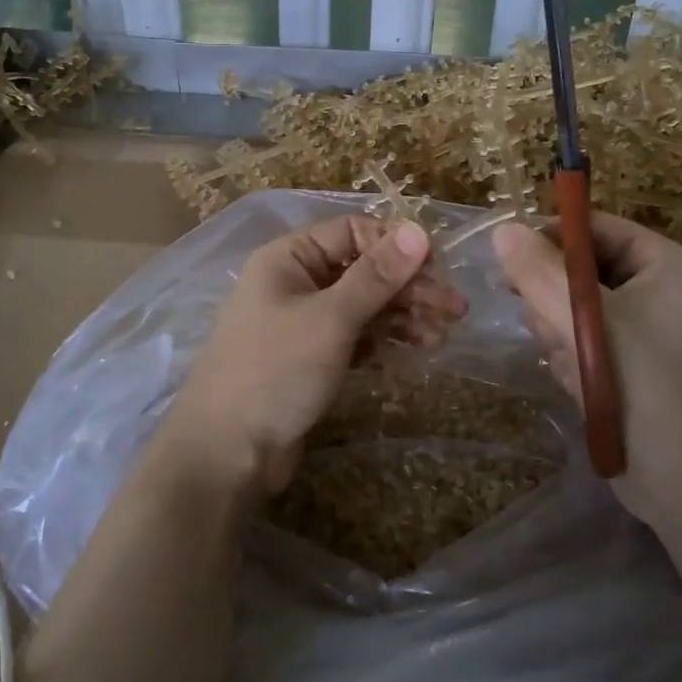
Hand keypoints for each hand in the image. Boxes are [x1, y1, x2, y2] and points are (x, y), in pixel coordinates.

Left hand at [159, 217, 465, 498]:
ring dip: (404, 317)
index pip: (352, 232)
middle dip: (408, 288)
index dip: (396, 245)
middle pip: (363, 271)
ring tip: (443, 335)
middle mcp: (296, 283)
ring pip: (364, 307)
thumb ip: (376, 276)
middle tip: (455, 310)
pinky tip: (417, 351)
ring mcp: (304, 323)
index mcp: (289, 258)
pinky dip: (385, 342)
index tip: (438, 269)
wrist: (227, 452)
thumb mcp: (330, 319)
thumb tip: (418, 229)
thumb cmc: (274, 371)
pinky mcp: (312, 359)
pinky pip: (356, 338)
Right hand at [493, 213, 681, 525]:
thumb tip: (502, 230)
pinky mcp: (629, 362)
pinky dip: (570, 356)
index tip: (509, 262)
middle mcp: (659, 289)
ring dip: (559, 330)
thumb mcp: (590, 324)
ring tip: (570, 363)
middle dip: (554, 298)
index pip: (595, 228)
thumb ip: (541, 274)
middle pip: (580, 267)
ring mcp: (645, 328)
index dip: (551, 238)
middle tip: (544, 325)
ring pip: (573, 305)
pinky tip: (577, 382)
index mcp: (666, 265)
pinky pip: (581, 338)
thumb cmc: (648, 391)